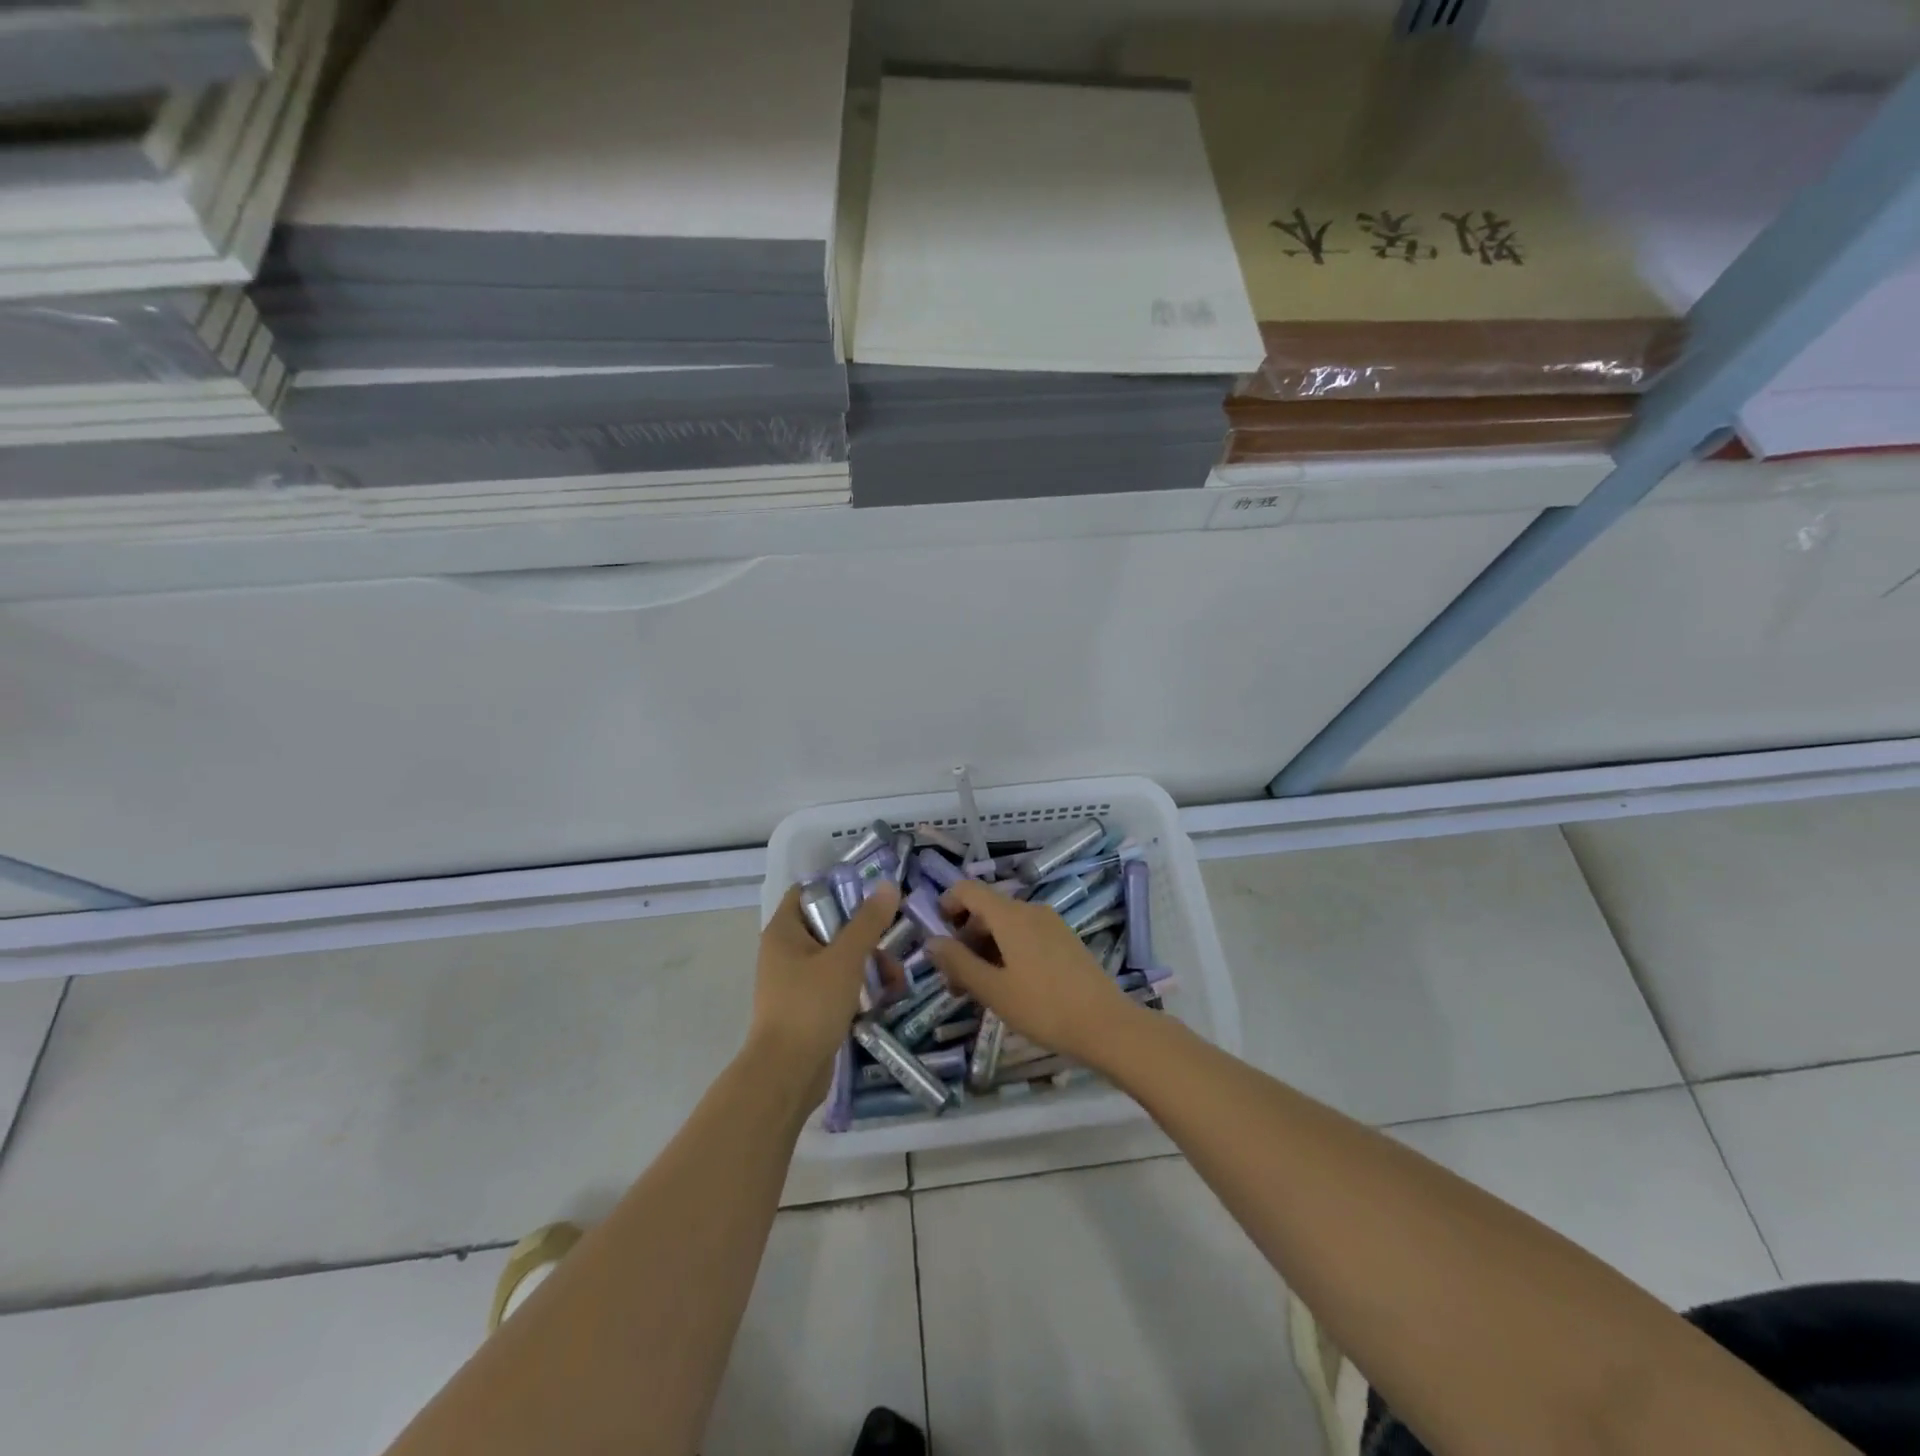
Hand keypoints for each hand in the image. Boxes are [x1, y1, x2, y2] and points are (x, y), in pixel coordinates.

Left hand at [751, 882, 899, 1097]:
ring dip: (869, 964)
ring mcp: (796, 981)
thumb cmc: (811, 1005)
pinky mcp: (808, 1007)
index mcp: (784, 931)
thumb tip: (888, 885)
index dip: (839, 887)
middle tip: (893, 942)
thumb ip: (868, 922)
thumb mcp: (845, 958)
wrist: (787, 1074)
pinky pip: (837, 985)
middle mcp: (786, 951)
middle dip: (866, 935)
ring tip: (896, 982)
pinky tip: (885, 999)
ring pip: (838, 958)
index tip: (873, 895)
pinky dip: (859, 988)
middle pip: (830, 925)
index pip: (808, 891)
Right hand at [925, 880, 1134, 1065]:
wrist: (1106, 1025)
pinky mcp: (1064, 941)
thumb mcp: (993, 989)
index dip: (946, 905)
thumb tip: (931, 941)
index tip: (935, 938)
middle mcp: (1030, 910)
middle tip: (954, 981)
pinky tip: (1008, 987)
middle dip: (963, 938)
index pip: (968, 889)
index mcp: (1010, 915)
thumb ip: (958, 962)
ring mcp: (1051, 924)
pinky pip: (1025, 935)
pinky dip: (1007, 952)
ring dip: (984, 949)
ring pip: (1005, 925)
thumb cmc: (1042, 1007)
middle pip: (986, 909)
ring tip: (978, 991)